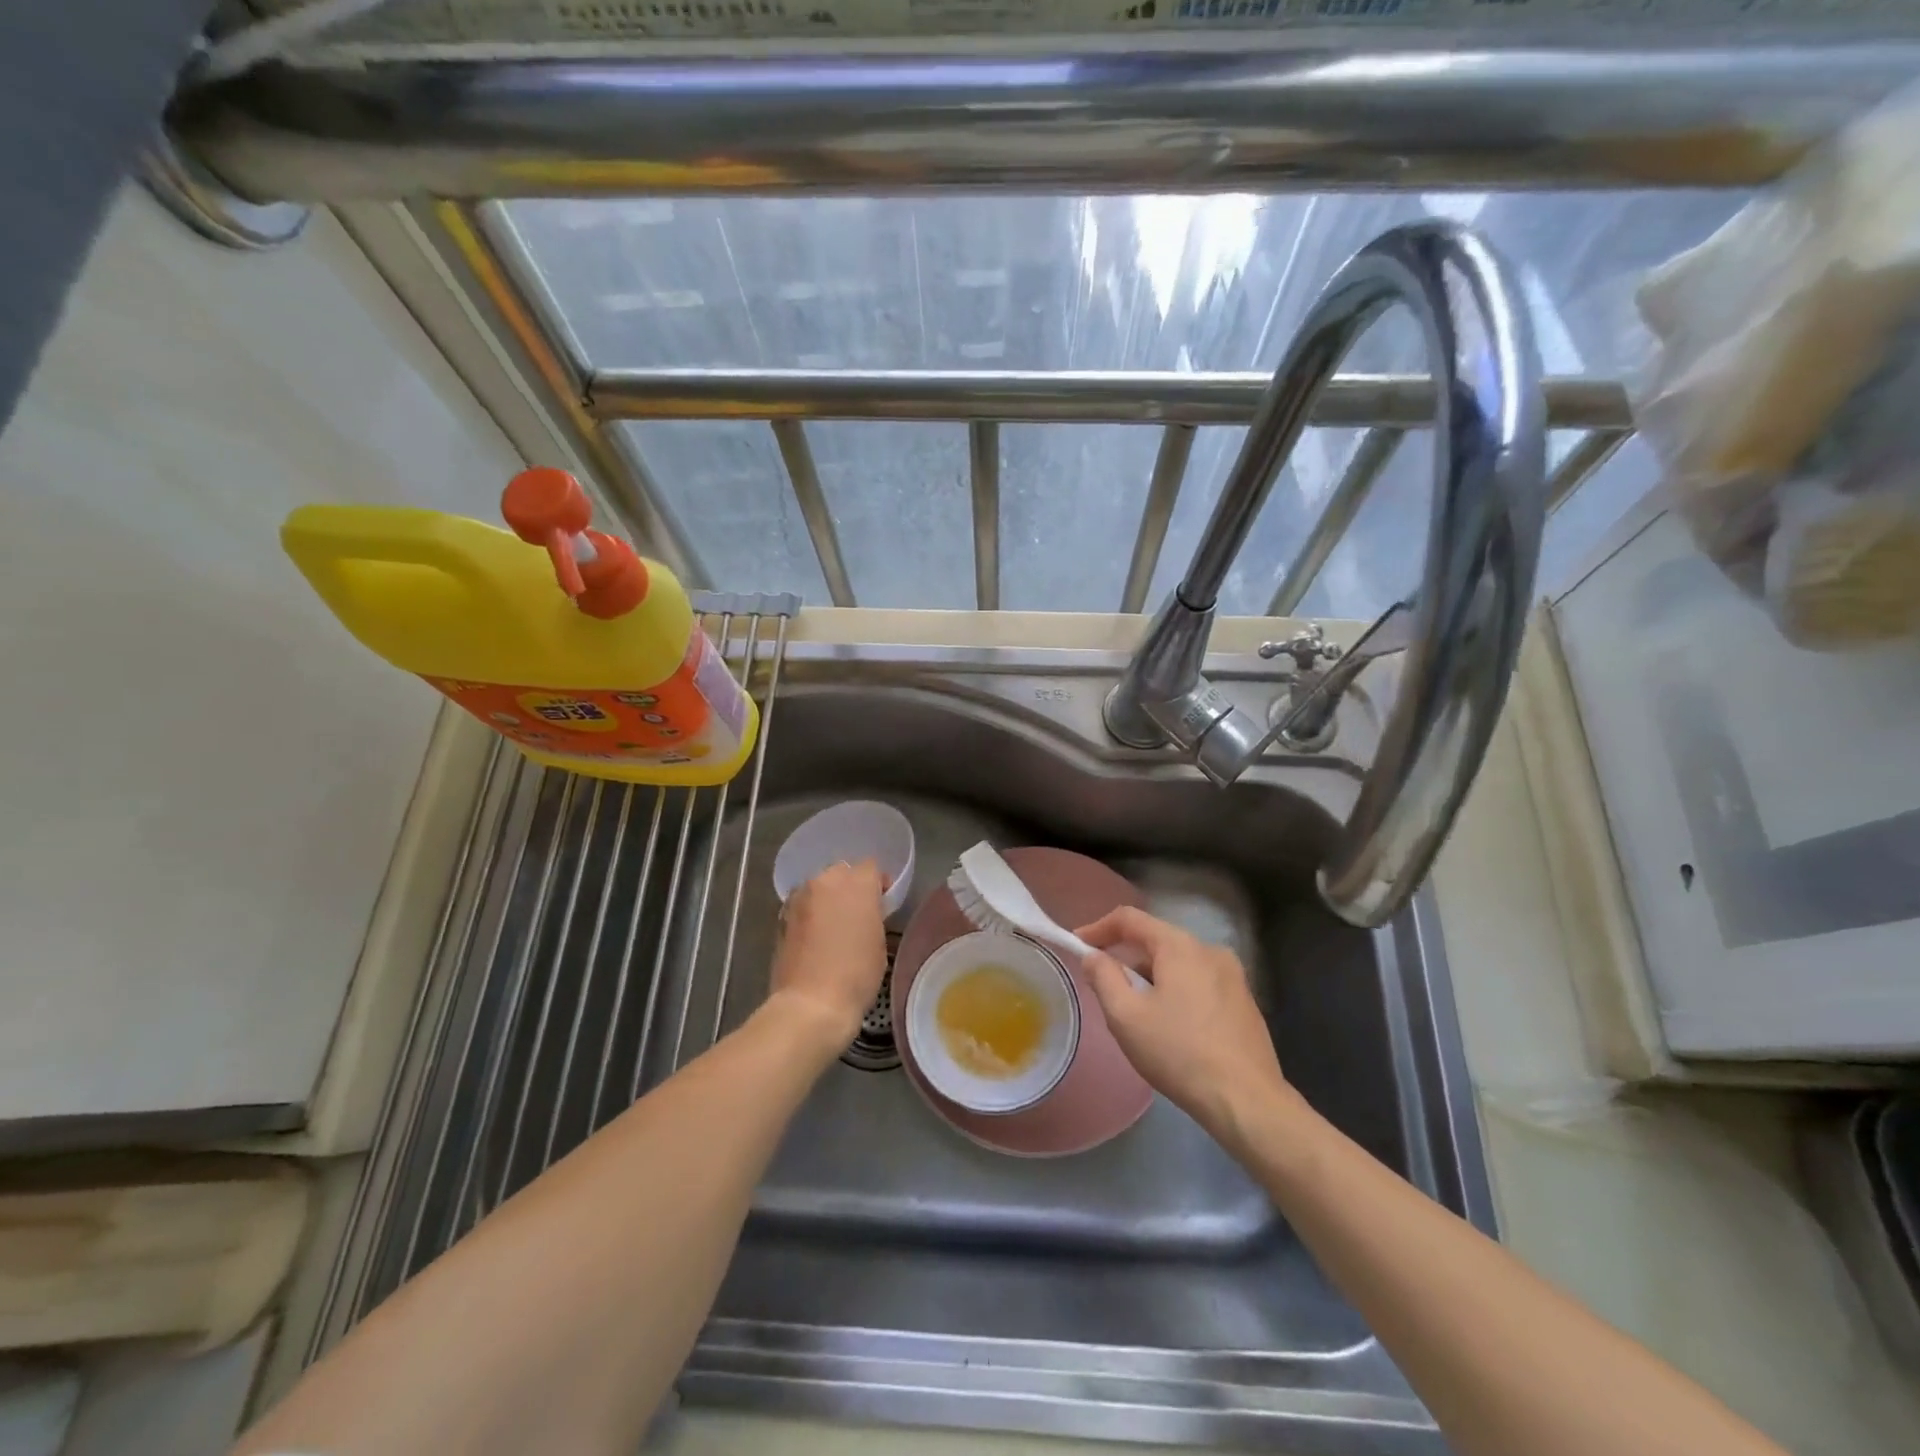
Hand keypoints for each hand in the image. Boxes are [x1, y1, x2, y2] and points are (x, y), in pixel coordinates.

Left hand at [768, 860, 889, 1051]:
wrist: (811, 1004)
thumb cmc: (856, 975)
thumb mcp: (879, 942)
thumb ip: (872, 914)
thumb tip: (865, 910)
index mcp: (856, 884)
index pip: (871, 868)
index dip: (878, 884)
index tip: (882, 905)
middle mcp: (825, 881)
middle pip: (841, 873)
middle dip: (850, 888)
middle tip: (857, 915)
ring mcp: (799, 898)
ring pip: (818, 888)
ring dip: (827, 900)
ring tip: (834, 927)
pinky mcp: (781, 917)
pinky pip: (802, 906)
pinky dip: (810, 915)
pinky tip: (815, 939)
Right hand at [1077, 906, 1301, 1146]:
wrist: (1247, 1102)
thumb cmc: (1179, 1054)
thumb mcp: (1126, 1017)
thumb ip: (1104, 978)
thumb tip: (1093, 956)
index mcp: (1180, 946)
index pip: (1130, 919)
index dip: (1098, 928)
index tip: (1077, 945)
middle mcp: (1210, 950)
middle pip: (1156, 941)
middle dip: (1126, 959)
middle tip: (1106, 989)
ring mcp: (1233, 976)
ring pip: (1178, 964)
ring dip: (1152, 978)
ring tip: (1138, 1016)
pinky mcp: (1245, 1001)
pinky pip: (1199, 983)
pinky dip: (1177, 992)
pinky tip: (1173, 1029)